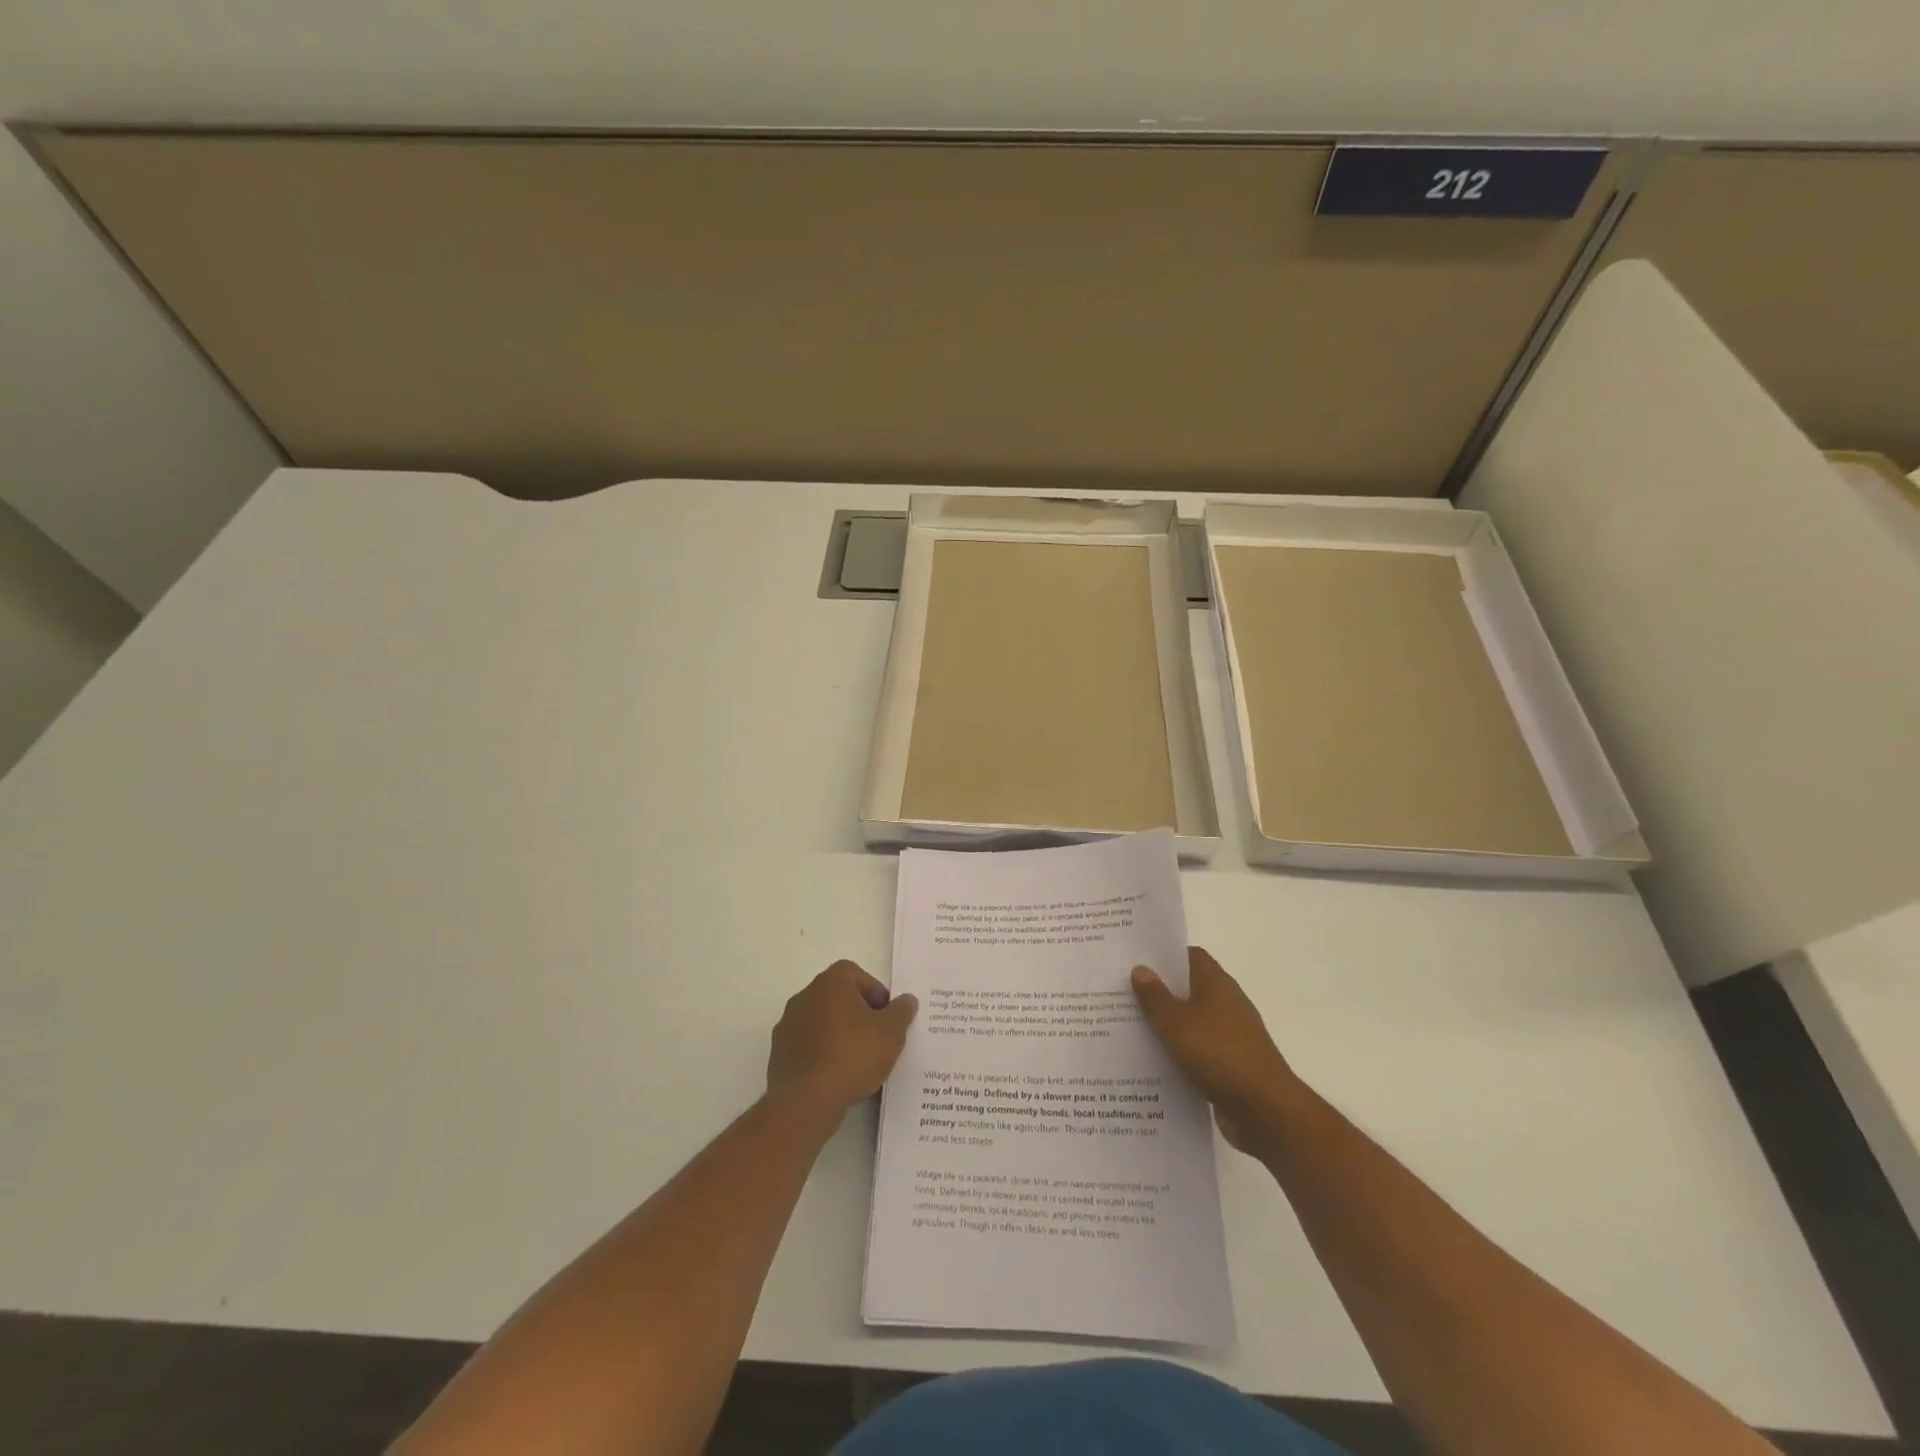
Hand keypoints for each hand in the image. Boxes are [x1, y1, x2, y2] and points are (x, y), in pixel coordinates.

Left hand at [767, 960, 917, 1115]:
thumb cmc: (853, 1055)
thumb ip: (901, 1012)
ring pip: (821, 1021)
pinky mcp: (779, 1053)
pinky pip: (807, 1045)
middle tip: (876, 1037)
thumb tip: (906, 1000)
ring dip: (838, 1033)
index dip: (874, 991)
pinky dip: (822, 1053)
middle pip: (837, 996)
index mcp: (830, 983)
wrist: (806, 1100)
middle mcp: (805, 996)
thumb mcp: (891, 1033)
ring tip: (858, 1060)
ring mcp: (788, 1025)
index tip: (886, 1016)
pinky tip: (836, 1075)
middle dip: (858, 1013)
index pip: (855, 973)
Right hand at [1132, 947, 1298, 1152]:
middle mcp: (1227, 1003)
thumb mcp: (1176, 1022)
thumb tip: (1141, 968)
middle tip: (1124, 994)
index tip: (1136, 961)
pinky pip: (1199, 1049)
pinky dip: (1180, 1052)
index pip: (1190, 956)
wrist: (1264, 1110)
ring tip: (1131, 1028)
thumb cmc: (1218, 1054)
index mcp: (1216, 983)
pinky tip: (1156, 1062)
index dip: (1164, 956)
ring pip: (1193, 1021)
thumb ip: (1155, 996)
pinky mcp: (1232, 1064)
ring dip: (1168, 1025)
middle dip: (1160, 991)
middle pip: (1190, 988)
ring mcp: (1232, 1035)